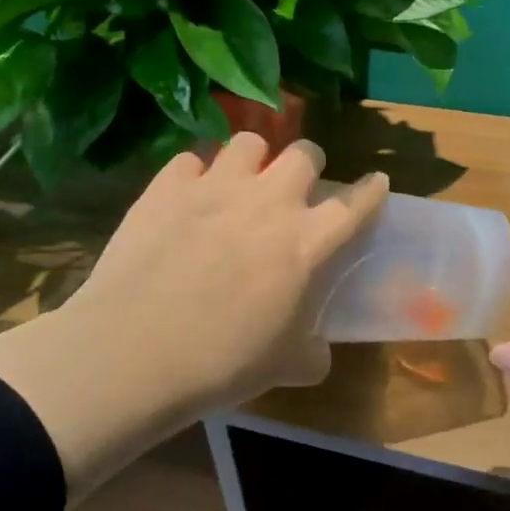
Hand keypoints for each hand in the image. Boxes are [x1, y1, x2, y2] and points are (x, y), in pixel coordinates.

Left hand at [0, 135, 387, 496]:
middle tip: (297, 186)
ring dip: (254, 159)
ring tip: (242, 181)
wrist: (133, 353)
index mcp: (307, 243)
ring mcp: (216, 187)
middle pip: (305, 153)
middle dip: (309, 163)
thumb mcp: (285, 367)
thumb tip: (315, 348)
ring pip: (249, 142)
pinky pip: (191, 159)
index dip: (371, 190)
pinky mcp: (167, 187)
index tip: (376, 182)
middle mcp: (269, 202)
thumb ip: (312, 350)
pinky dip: (196, 174)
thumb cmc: (222, 363)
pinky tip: (188, 197)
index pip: (356, 204)